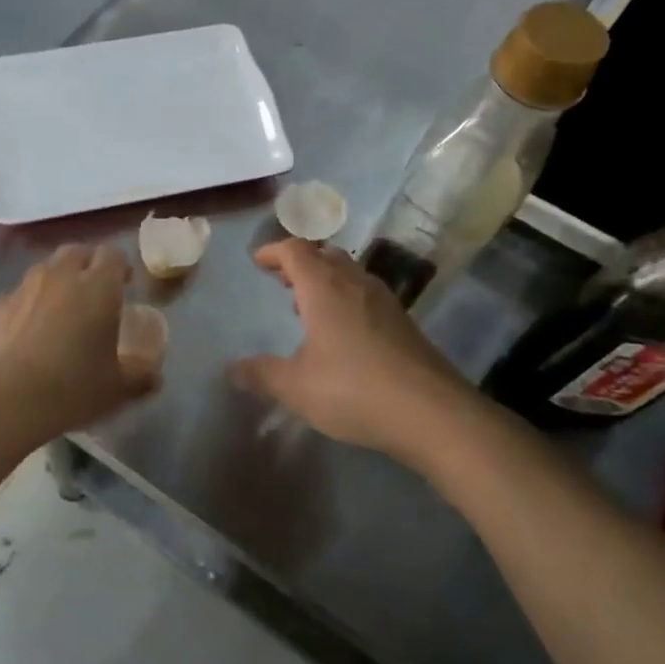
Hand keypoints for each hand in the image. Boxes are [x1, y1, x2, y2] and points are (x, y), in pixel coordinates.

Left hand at [0, 244, 159, 429]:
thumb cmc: (75, 386)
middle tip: (94, 289)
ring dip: (56, 281)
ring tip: (60, 309)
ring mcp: (22, 289)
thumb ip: (142, 376)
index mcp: (98, 286)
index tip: (125, 284)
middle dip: (87, 263)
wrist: (9, 400)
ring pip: (43, 270)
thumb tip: (155, 377)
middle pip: (76, 252)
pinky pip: (16, 298)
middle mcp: (60, 276)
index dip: (121, 266)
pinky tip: (27, 333)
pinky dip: (26, 306)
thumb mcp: (120, 387)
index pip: (113, 254)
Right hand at [231, 239, 469, 458]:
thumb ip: (261, 374)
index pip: (295, 250)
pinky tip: (343, 332)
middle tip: (282, 279)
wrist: (432, 412)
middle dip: (301, 262)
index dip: (274, 251)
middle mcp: (356, 283)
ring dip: (326, 279)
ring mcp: (385, 301)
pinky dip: (346, 298)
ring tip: (308, 304)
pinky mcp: (404, 322)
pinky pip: (367, 294)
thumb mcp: (296, 387)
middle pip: (325, 254)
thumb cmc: (353, 390)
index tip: (258, 261)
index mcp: (324, 288)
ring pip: (350, 273)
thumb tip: (232, 370)